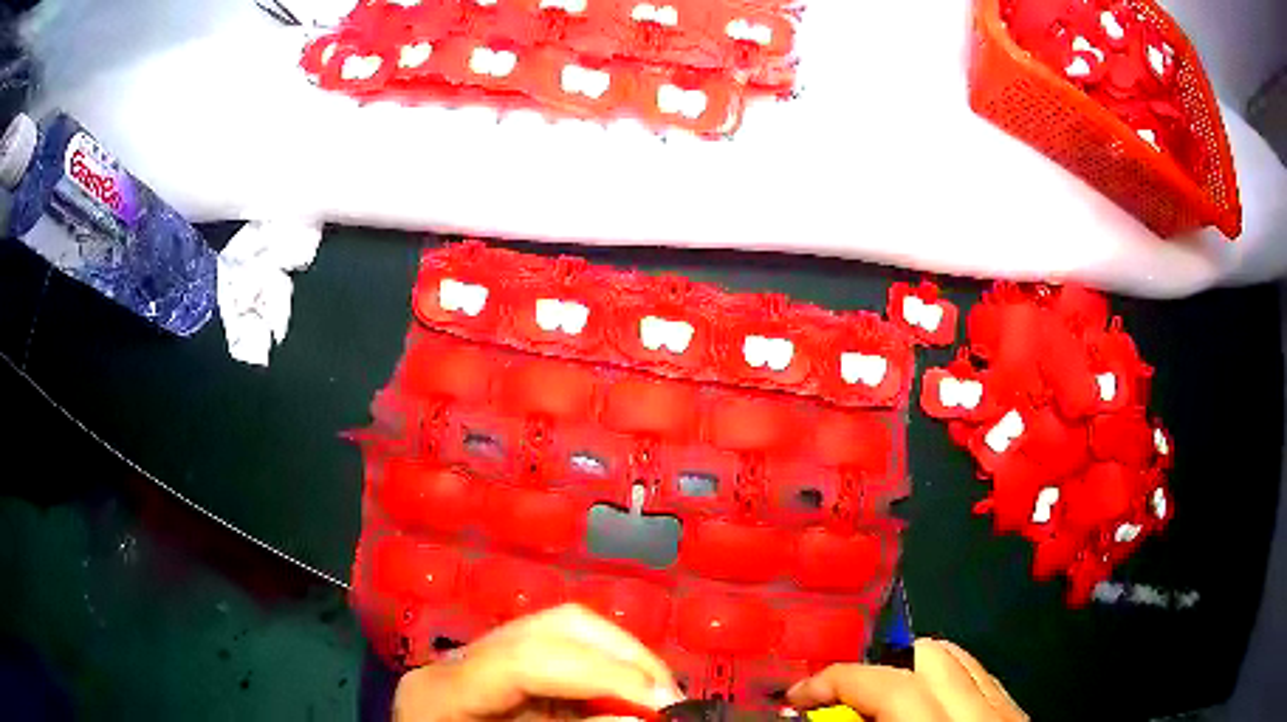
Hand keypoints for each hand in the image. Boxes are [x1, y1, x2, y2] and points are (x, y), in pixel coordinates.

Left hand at [393, 604, 683, 721]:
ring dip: (622, 661)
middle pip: (551, 627)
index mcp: (444, 690)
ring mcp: (479, 662)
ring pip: (562, 633)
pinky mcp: (500, 674)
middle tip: (670, 698)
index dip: (601, 674)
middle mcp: (459, 661)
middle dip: (624, 657)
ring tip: (657, 697)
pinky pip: (561, 660)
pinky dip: (604, 677)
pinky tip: (628, 698)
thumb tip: (641, 718)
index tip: (662, 703)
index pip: (525, 658)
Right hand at [788, 639, 1026, 721]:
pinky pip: (981, 680)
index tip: (800, 694)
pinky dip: (944, 686)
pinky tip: (922, 716)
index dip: (835, 681)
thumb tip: (818, 720)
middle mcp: (985, 718)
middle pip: (929, 656)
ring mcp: (1009, 715)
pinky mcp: (1017, 719)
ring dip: (911, 673)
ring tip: (881, 706)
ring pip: (960, 661)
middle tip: (841, 701)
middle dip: (877, 669)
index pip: (891, 686)